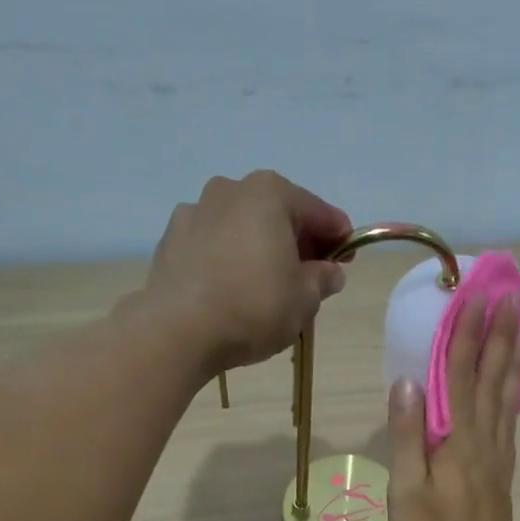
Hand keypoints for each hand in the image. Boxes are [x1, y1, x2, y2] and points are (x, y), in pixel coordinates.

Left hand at [141, 170, 351, 373]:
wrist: (179, 330)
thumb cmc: (254, 308)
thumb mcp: (304, 299)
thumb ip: (322, 279)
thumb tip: (329, 272)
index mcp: (270, 194)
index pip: (318, 212)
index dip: (339, 236)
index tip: (348, 257)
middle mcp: (230, 190)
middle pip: (277, 213)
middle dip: (297, 240)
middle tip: (311, 273)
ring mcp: (195, 211)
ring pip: (242, 227)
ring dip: (260, 247)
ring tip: (268, 283)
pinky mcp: (171, 240)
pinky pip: (213, 245)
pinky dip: (228, 258)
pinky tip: (233, 287)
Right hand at [387, 291, 519, 520]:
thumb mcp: (407, 492)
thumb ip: (407, 436)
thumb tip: (406, 382)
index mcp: (458, 440)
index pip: (459, 375)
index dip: (464, 334)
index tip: (472, 296)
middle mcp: (484, 439)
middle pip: (490, 377)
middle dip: (497, 334)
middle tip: (509, 296)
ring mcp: (497, 455)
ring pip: (506, 395)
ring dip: (512, 357)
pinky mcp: (501, 472)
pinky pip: (510, 418)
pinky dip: (514, 392)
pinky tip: (513, 386)